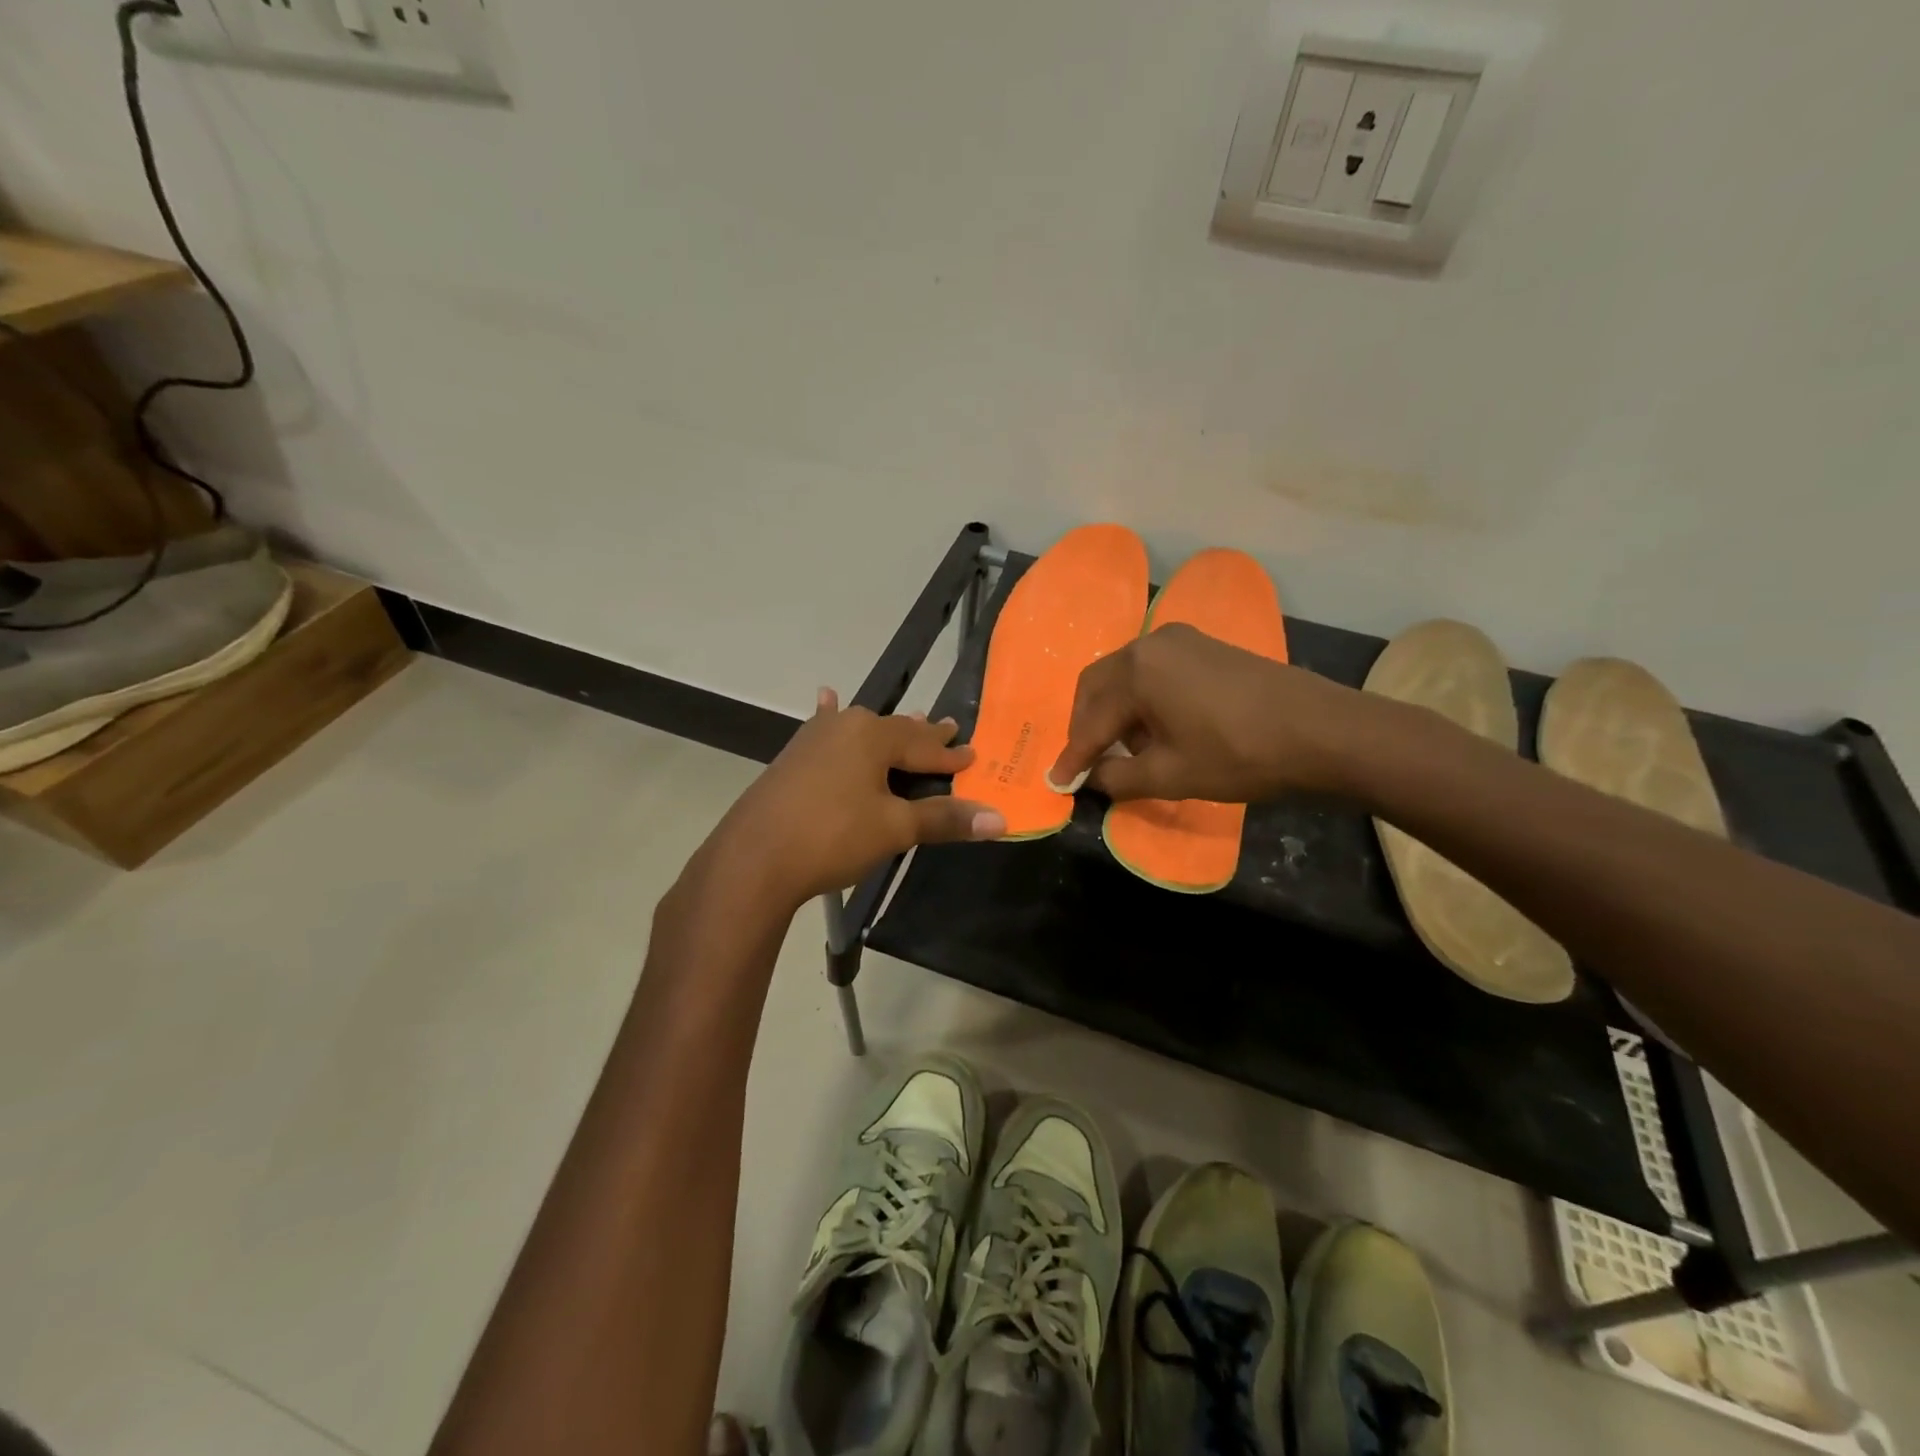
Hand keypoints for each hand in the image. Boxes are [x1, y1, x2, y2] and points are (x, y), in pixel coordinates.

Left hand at [701, 689, 1005, 909]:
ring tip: (909, 722)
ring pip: (862, 731)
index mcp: (873, 736)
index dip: (952, 756)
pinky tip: (827, 699)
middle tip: (948, 729)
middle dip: (923, 736)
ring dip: (888, 732)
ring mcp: (814, 739)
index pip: (925, 746)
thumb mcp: (894, 829)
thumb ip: (944, 819)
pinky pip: (826, 731)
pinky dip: (834, 719)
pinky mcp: (793, 757)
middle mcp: (844, 726)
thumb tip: (1000, 819)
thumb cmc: (832, 836)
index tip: (974, 755)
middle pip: (895, 731)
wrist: (753, 858)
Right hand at [1048, 623, 1362, 803]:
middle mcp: (1150, 644)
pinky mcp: (1204, 646)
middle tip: (1087, 763)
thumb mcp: (1170, 776)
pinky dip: (1141, 700)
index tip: (1056, 782)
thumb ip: (1117, 779)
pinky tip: (1156, 728)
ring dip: (1114, 712)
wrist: (1321, 731)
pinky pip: (1153, 671)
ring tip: (1125, 751)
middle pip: (1098, 686)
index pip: (1091, 721)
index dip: (1073, 756)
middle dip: (1087, 726)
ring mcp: (1180, 641)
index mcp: (1136, 671)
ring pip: (1124, 676)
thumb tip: (1090, 779)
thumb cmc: (1239, 755)